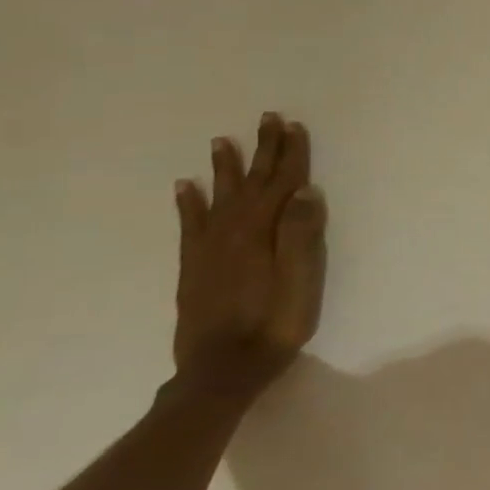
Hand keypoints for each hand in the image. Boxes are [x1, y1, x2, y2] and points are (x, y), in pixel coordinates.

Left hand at [172, 113, 327, 391]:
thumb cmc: (274, 325)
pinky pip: (189, 224)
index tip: (294, 126)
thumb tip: (305, 192)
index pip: (280, 185)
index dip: (290, 155)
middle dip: (262, 151)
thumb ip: (301, 236)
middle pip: (250, 184)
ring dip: (224, 168)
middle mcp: (230, 233)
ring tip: (222, 141)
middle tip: (267, 119)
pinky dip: (188, 202)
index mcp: (260, 234)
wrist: (222, 369)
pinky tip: (185, 187)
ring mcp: (207, 249)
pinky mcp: (193, 266)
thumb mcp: (301, 282)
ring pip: (218, 197)